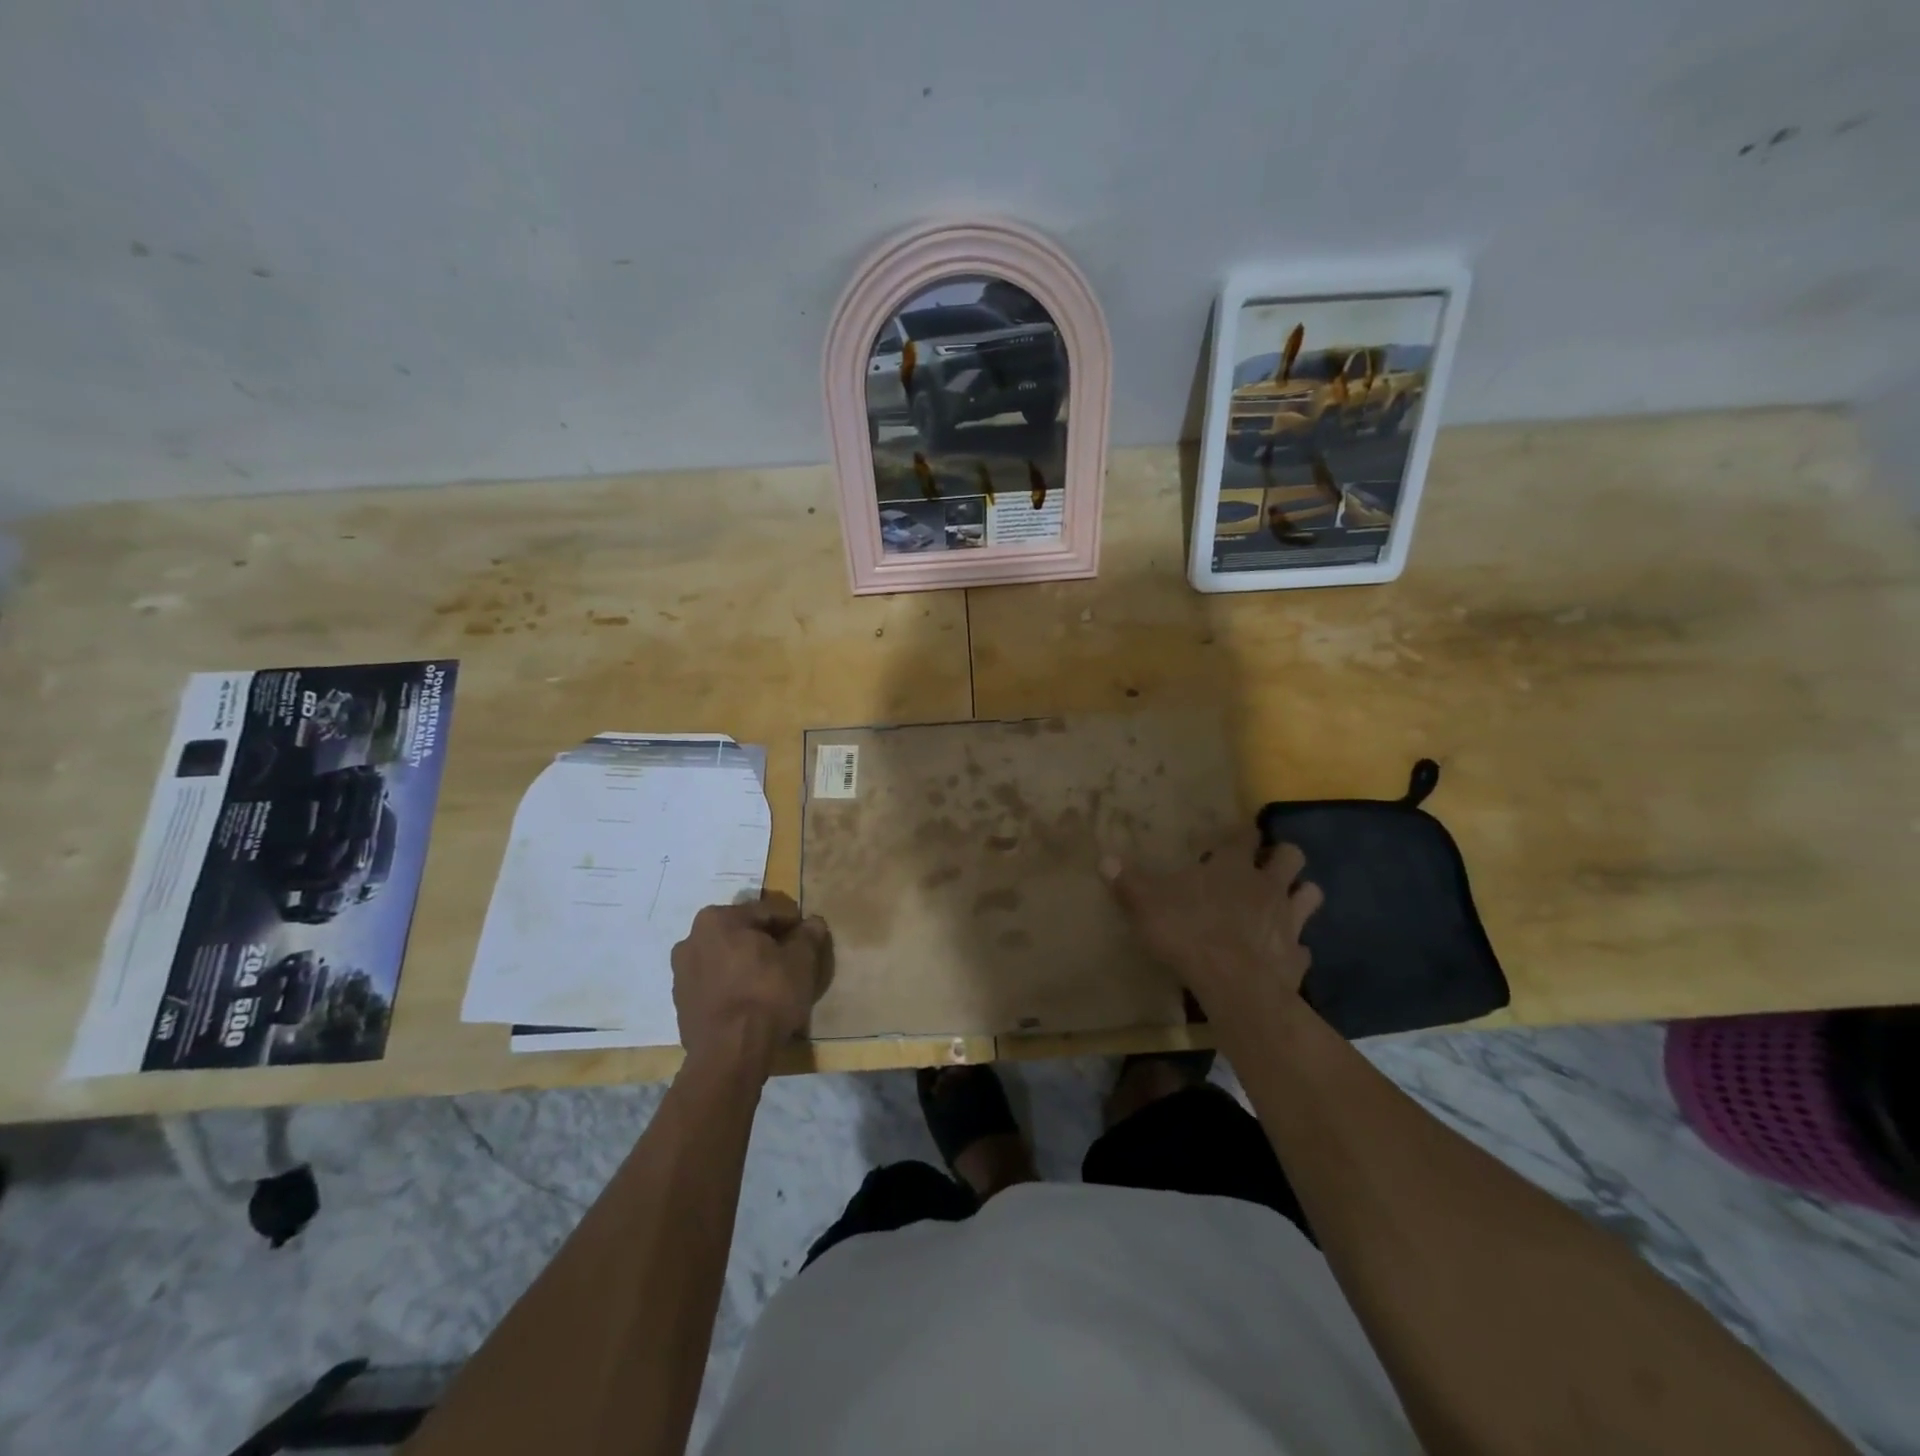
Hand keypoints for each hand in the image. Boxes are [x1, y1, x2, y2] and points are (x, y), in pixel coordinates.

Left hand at [671, 892, 832, 1075]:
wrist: (730, 1054)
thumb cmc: (767, 995)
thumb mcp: (801, 961)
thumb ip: (808, 936)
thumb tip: (813, 922)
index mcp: (718, 919)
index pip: (766, 913)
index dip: (792, 924)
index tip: (808, 940)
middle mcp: (692, 938)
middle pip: (742, 933)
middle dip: (765, 943)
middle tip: (790, 960)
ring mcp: (681, 972)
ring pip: (725, 958)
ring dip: (746, 964)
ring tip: (771, 983)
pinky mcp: (680, 1003)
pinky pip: (714, 983)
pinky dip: (732, 985)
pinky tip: (750, 1002)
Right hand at [1101, 836, 1322, 1017]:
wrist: (1235, 986)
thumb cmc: (1189, 933)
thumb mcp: (1146, 905)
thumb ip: (1128, 882)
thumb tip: (1104, 858)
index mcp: (1233, 867)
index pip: (1246, 835)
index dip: (1242, 833)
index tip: (1235, 836)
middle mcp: (1267, 886)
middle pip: (1291, 856)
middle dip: (1282, 856)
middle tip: (1264, 866)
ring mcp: (1288, 921)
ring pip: (1310, 894)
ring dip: (1299, 895)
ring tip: (1282, 903)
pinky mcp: (1297, 957)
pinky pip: (1304, 947)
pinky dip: (1294, 948)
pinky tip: (1281, 954)